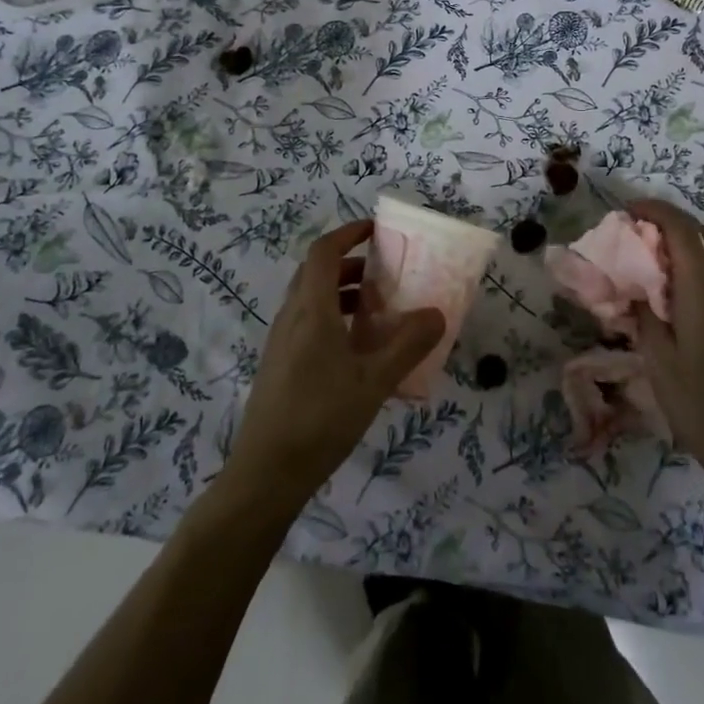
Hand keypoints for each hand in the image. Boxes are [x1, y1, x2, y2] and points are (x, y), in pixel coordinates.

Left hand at [225, 220, 443, 512]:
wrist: (265, 474)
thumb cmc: (321, 418)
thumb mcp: (374, 381)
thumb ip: (408, 344)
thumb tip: (437, 313)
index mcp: (311, 310)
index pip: (323, 251)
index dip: (348, 233)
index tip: (376, 230)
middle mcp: (291, 317)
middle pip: (316, 272)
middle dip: (350, 263)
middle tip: (385, 273)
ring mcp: (281, 342)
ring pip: (311, 299)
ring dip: (342, 292)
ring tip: (377, 310)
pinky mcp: (279, 365)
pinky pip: (307, 323)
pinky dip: (332, 318)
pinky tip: (357, 350)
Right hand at [629, 199, 703, 500]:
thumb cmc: (699, 403)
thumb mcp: (657, 359)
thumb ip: (645, 316)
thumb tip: (637, 290)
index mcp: (703, 288)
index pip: (682, 227)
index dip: (654, 210)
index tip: (627, 211)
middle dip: (679, 225)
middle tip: (646, 243)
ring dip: (691, 250)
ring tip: (656, 275)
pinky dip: (702, 274)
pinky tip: (678, 306)